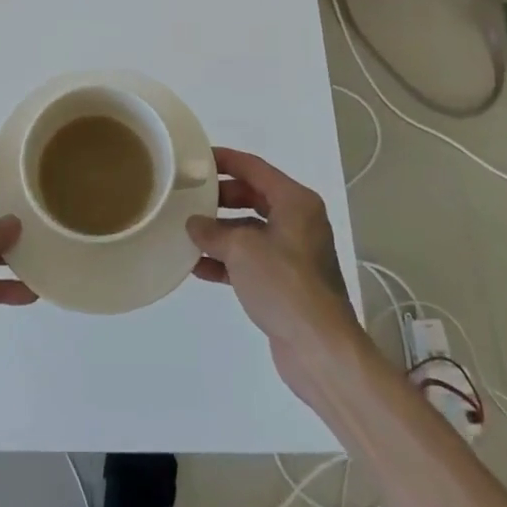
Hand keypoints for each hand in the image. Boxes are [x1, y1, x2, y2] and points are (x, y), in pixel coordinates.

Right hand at [187, 148, 366, 412]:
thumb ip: (213, 232)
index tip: (195, 158)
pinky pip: (251, 259)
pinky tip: (198, 267)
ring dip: (220, 232)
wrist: (319, 348)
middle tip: (189, 197)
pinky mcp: (286, 282)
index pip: (255, 168)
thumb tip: (194, 224)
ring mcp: (293, 253)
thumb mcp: (242, 249)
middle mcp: (298, 221)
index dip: (225, 160)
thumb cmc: (284, 284)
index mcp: (296, 201)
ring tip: (187, 232)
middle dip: (220, 198)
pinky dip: (227, 260)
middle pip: (253, 197)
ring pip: (250, 230)